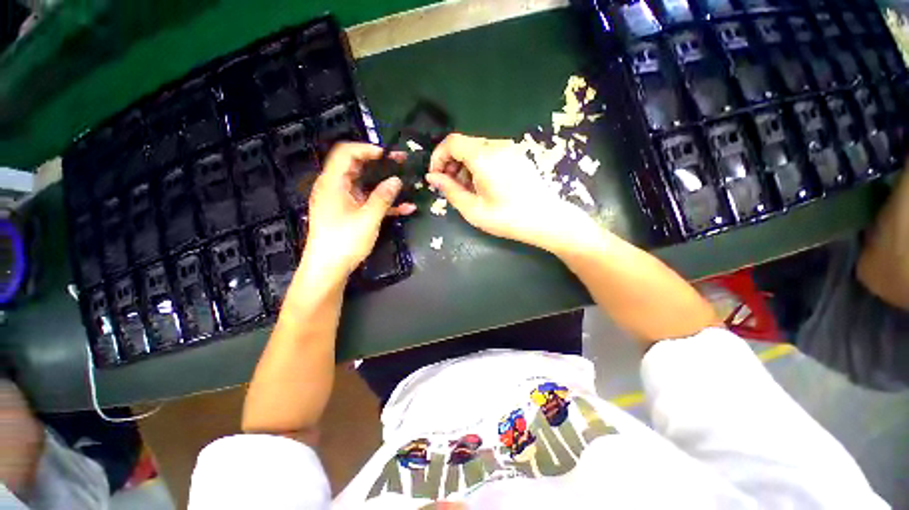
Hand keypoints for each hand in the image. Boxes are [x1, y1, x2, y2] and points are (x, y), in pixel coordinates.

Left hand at [303, 143, 414, 282]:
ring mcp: (343, 201)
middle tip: (401, 162)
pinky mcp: (349, 214)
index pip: (346, 153)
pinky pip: (367, 202)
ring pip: (365, 185)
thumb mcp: (367, 219)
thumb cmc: (344, 242)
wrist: (328, 270)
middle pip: (356, 166)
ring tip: (406, 182)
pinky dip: (383, 203)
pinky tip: (405, 209)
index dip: (367, 149)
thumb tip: (397, 180)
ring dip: (385, 184)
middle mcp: (335, 188)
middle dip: (380, 163)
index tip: (389, 154)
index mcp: (333, 183)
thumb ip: (383, 197)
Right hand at [426, 134, 597, 253]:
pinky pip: (491, 153)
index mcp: (484, 156)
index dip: (438, 157)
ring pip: (477, 149)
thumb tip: (432, 177)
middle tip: (450, 187)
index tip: (436, 177)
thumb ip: (450, 190)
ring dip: (465, 165)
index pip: (451, 142)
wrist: (546, 219)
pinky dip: (479, 165)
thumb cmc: (507, 218)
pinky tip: (483, 185)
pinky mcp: (517, 156)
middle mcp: (497, 145)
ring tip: (467, 189)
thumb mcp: (473, 209)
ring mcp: (510, 149)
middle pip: (464, 144)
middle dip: (451, 163)